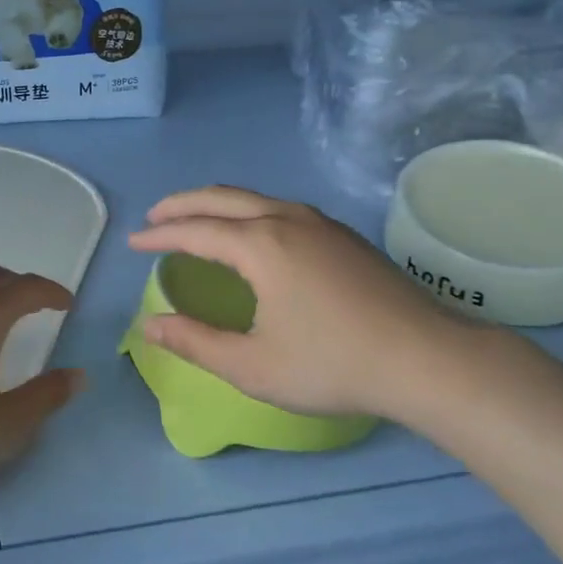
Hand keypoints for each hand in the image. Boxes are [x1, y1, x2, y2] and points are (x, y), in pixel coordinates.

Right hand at [127, 187, 497, 422]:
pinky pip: (280, 208)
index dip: (159, 235)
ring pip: (255, 198)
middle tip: (155, 217)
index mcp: (260, 245)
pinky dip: (248, 212)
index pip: (194, 230)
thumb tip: (151, 326)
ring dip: (217, 204)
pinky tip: (252, 235)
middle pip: (221, 197)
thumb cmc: (333, 364)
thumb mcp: (253, 366)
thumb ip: (196, 343)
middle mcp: (287, 219)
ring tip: (196, 220)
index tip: (134, 242)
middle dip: (182, 203)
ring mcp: (320, 223)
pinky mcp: (344, 235)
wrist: (428, 359)